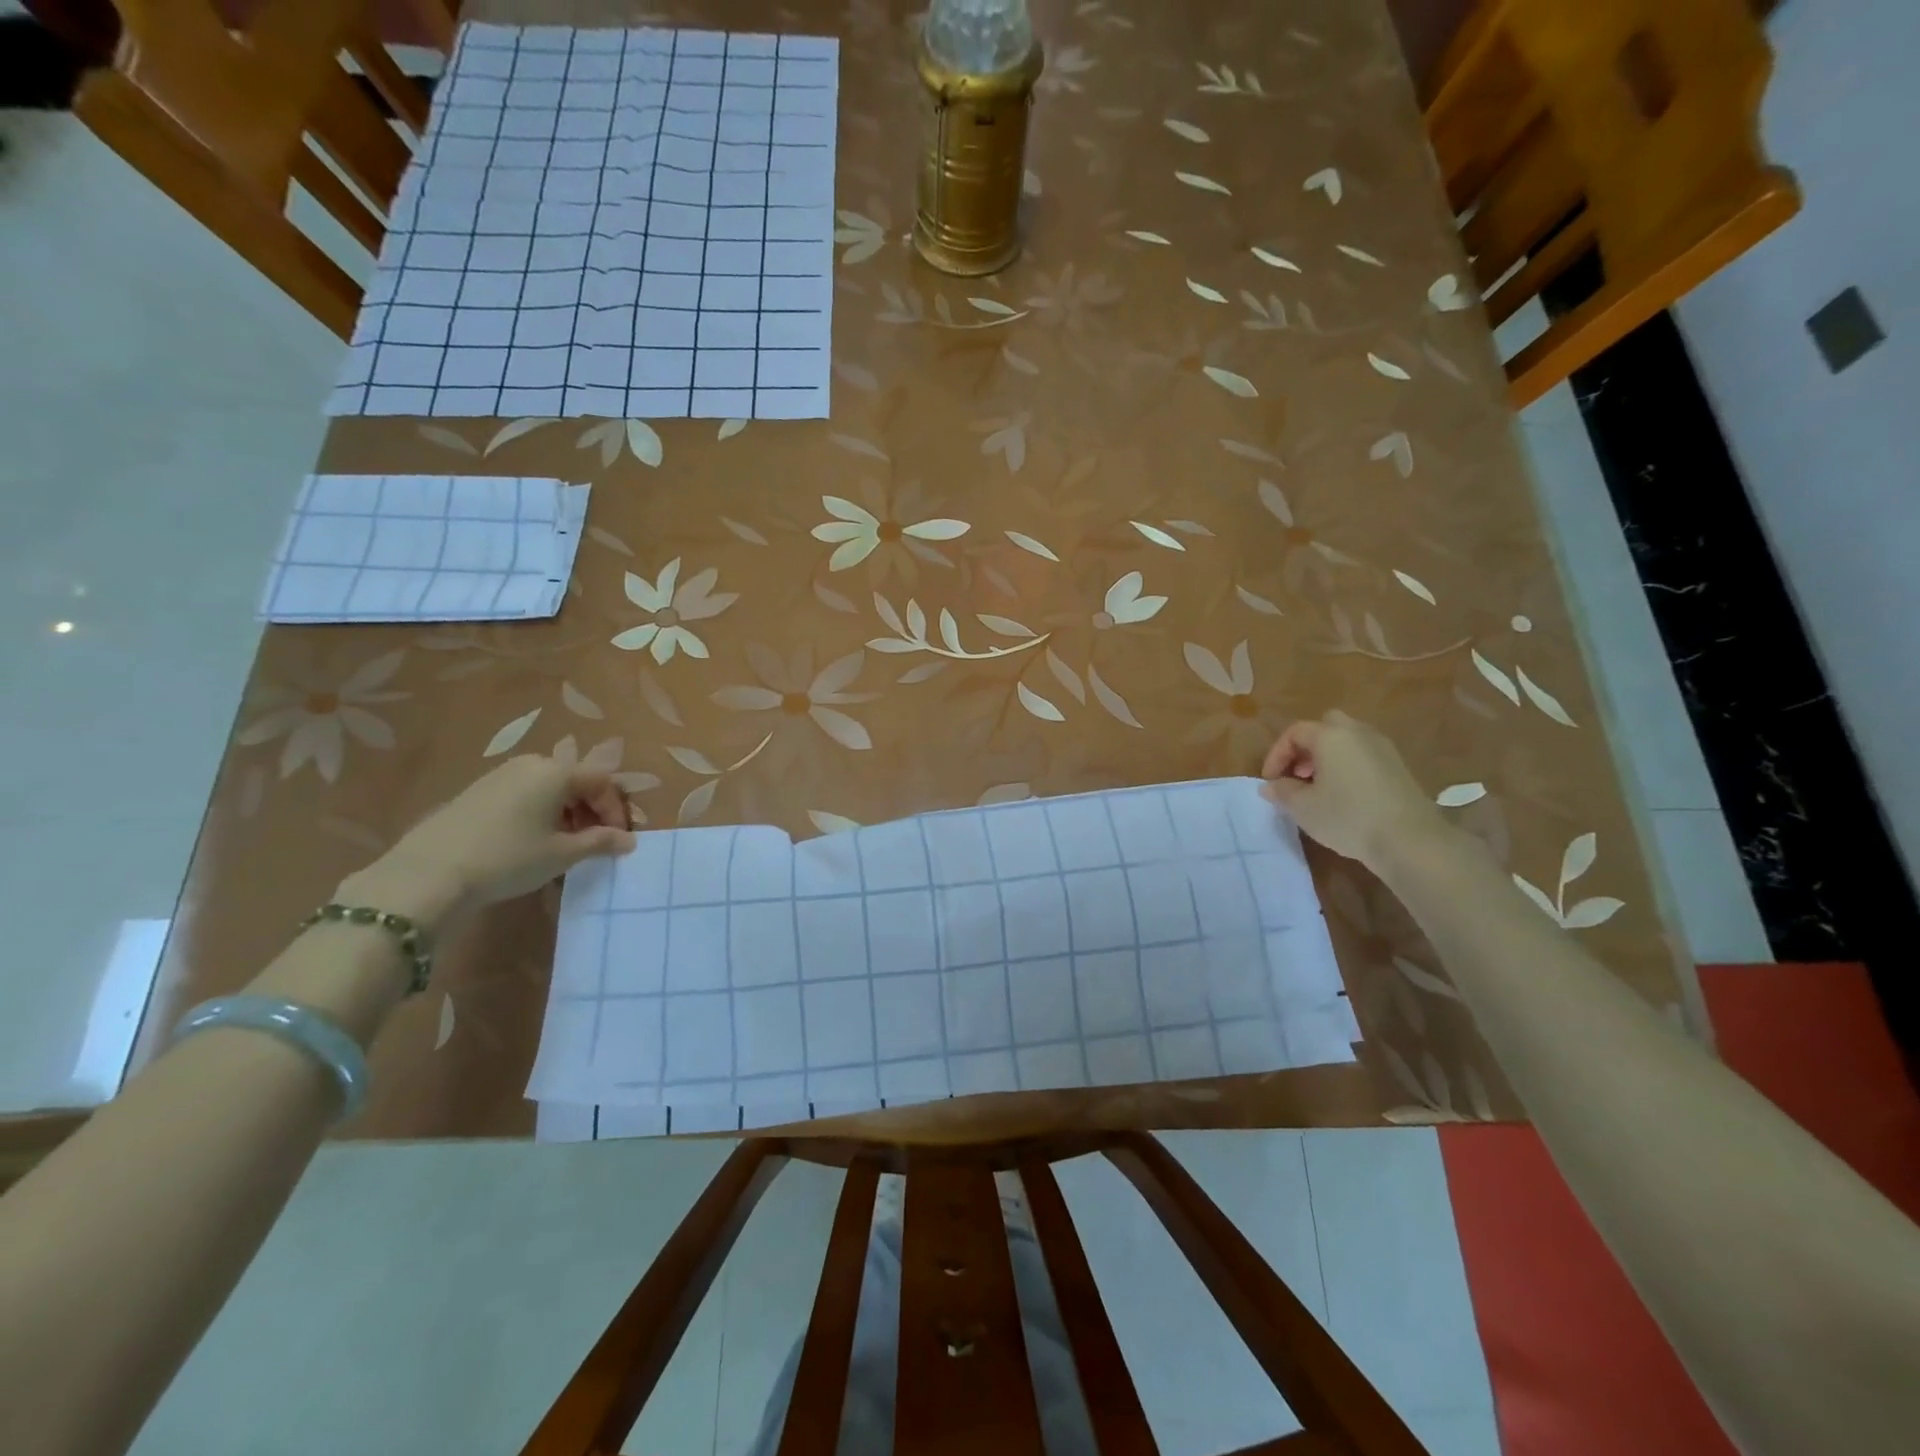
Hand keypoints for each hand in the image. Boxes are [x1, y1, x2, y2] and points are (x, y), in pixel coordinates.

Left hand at [339, 756, 635, 929]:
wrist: (428, 874)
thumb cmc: (509, 858)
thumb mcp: (562, 854)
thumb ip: (600, 842)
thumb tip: (628, 840)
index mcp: (557, 772)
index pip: (603, 781)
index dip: (616, 809)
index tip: (619, 839)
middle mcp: (531, 764)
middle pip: (576, 780)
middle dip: (592, 810)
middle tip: (596, 842)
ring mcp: (500, 775)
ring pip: (549, 788)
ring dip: (567, 813)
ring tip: (565, 845)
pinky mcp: (477, 791)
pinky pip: (524, 795)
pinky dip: (540, 813)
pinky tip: (533, 842)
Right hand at [1261, 711, 1446, 868]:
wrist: (1410, 840)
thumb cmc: (1347, 816)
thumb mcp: (1302, 807)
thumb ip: (1282, 792)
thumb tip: (1270, 786)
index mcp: (1331, 736)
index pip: (1294, 733)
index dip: (1276, 755)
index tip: (1270, 782)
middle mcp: (1358, 733)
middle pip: (1325, 727)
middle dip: (1305, 748)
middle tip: (1297, 774)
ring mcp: (1383, 749)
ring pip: (1346, 741)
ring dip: (1327, 758)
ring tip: (1317, 788)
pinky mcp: (1398, 768)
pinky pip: (1363, 756)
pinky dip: (1347, 767)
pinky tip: (1343, 796)